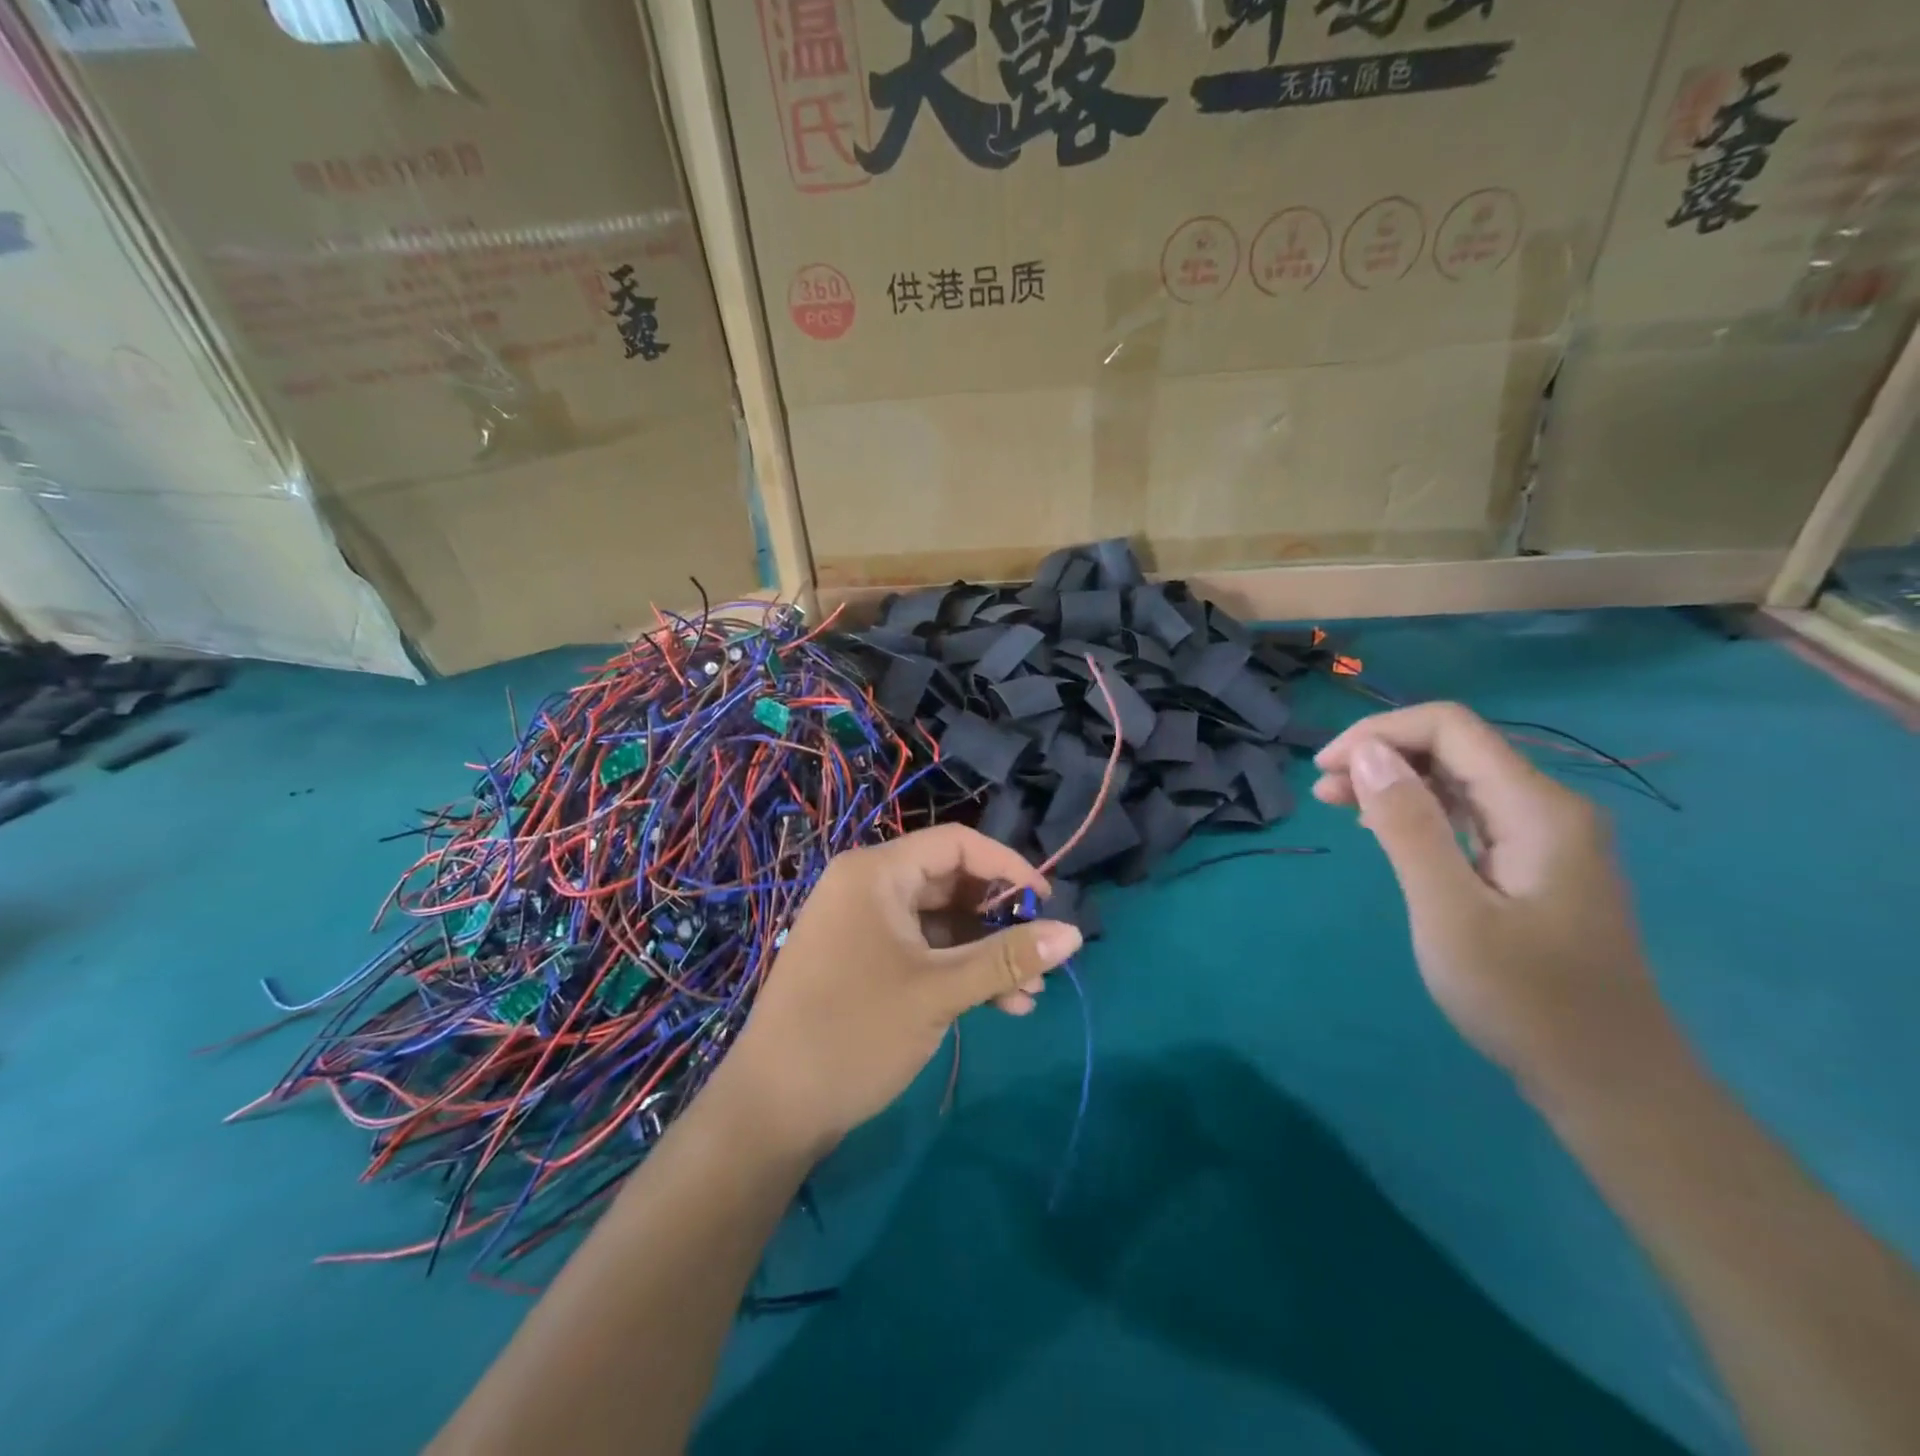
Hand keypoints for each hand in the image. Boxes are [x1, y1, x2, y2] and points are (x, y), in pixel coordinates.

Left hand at [713, 825, 1082, 1152]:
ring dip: (984, 954)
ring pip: (939, 923)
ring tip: (1028, 996)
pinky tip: (997, 1006)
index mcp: (876, 872)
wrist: (771, 1109)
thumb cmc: (855, 1033)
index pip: (957, 844)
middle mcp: (866, 886)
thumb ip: (1008, 958)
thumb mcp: (940, 991)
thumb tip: (1075, 934)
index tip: (1048, 903)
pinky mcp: (860, 960)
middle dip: (999, 922)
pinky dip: (956, 971)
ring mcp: (861, 925)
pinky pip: (920, 949)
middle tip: (1040, 959)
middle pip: (950, 883)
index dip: (1008, 867)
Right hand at [1312, 703, 1674, 1094]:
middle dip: (1382, 755)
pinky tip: (1384, 832)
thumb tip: (1367, 753)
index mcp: (1537, 808)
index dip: (1379, 734)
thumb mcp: (1449, 911)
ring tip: (1338, 806)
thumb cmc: (1523, 999)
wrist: (1607, 1082)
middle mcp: (1548, 808)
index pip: (1450, 727)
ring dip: (1394, 782)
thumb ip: (1408, 826)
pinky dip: (1417, 811)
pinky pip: (1468, 814)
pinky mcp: (1533, 865)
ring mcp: (1545, 837)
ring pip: (1458, 779)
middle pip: (1455, 747)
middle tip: (1323, 793)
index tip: (1326, 771)